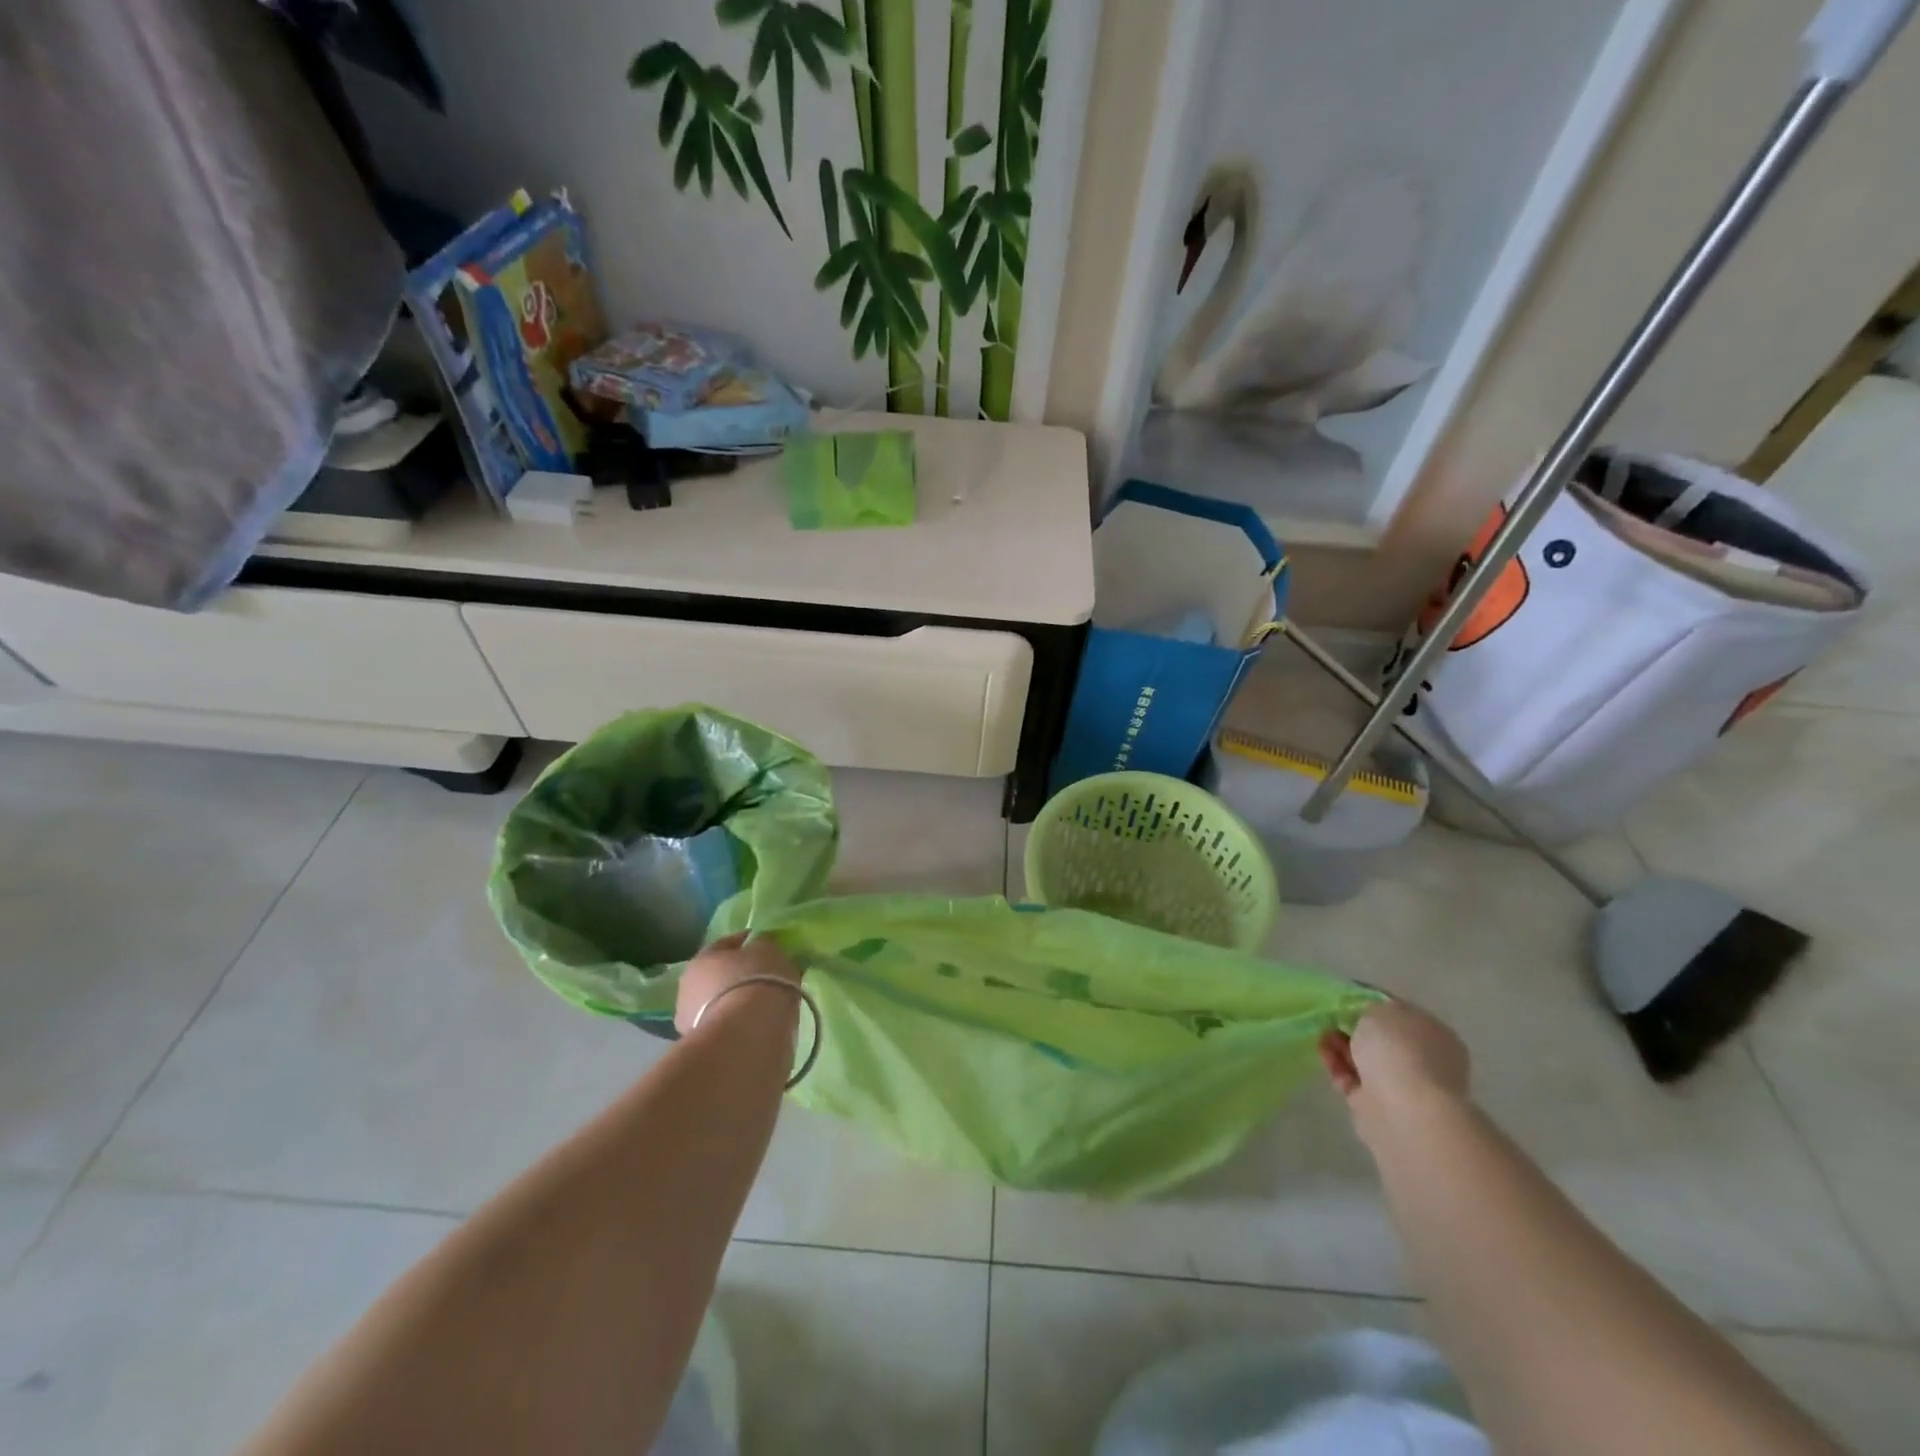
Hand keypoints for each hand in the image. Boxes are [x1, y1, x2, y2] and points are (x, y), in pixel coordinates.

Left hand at [674, 932, 802, 1036]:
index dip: (749, 942)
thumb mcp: (769, 950)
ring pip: (719, 1004)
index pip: (727, 943)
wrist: (747, 1034)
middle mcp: (688, 986)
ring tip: (763, 1008)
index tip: (768, 946)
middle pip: (718, 975)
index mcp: (703, 957)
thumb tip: (760, 948)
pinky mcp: (701, 1048)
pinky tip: (756, 1027)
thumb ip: (763, 946)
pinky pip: (726, 1027)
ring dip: (736, 1003)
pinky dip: (737, 1025)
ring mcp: (690, 1020)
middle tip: (766, 979)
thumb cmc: (758, 981)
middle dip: (739, 976)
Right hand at [1319, 999, 1470, 1139]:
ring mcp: (1402, 1085)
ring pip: (1365, 1059)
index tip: (1344, 1000)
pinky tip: (1322, 1051)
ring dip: (1341, 1045)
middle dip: (1352, 1027)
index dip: (1370, 1004)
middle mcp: (1424, 1060)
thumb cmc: (1399, 1051)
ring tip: (1321, 1033)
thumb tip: (1363, 1015)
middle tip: (1329, 1018)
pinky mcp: (1377, 1105)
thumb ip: (1369, 1008)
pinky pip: (1352, 1079)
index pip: (1399, 1013)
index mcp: (1434, 1033)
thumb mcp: (1379, 1010)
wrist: (1404, 1111)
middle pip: (1381, 1038)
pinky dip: (1336, 1064)